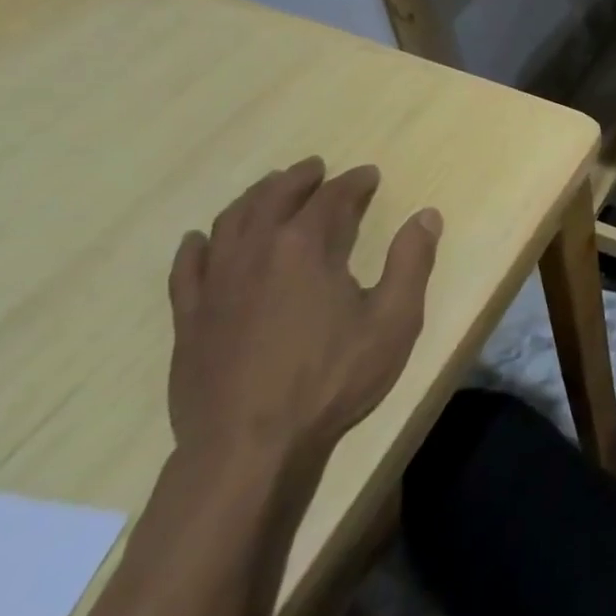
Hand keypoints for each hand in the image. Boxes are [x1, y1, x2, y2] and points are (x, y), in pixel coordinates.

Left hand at [167, 158, 441, 465]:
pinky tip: (201, 239)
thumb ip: (412, 262)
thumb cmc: (331, 380)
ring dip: (254, 198)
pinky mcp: (190, 318)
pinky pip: (188, 267)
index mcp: (306, 246)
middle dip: (299, 178)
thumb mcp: (393, 321)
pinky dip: (198, 245)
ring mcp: (216, 284)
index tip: (369, 175)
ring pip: (230, 221)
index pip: (333, 198)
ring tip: (269, 188)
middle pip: (275, 197)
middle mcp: (256, 250)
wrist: (248, 447)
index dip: (354, 183)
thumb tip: (427, 215)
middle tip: (316, 168)